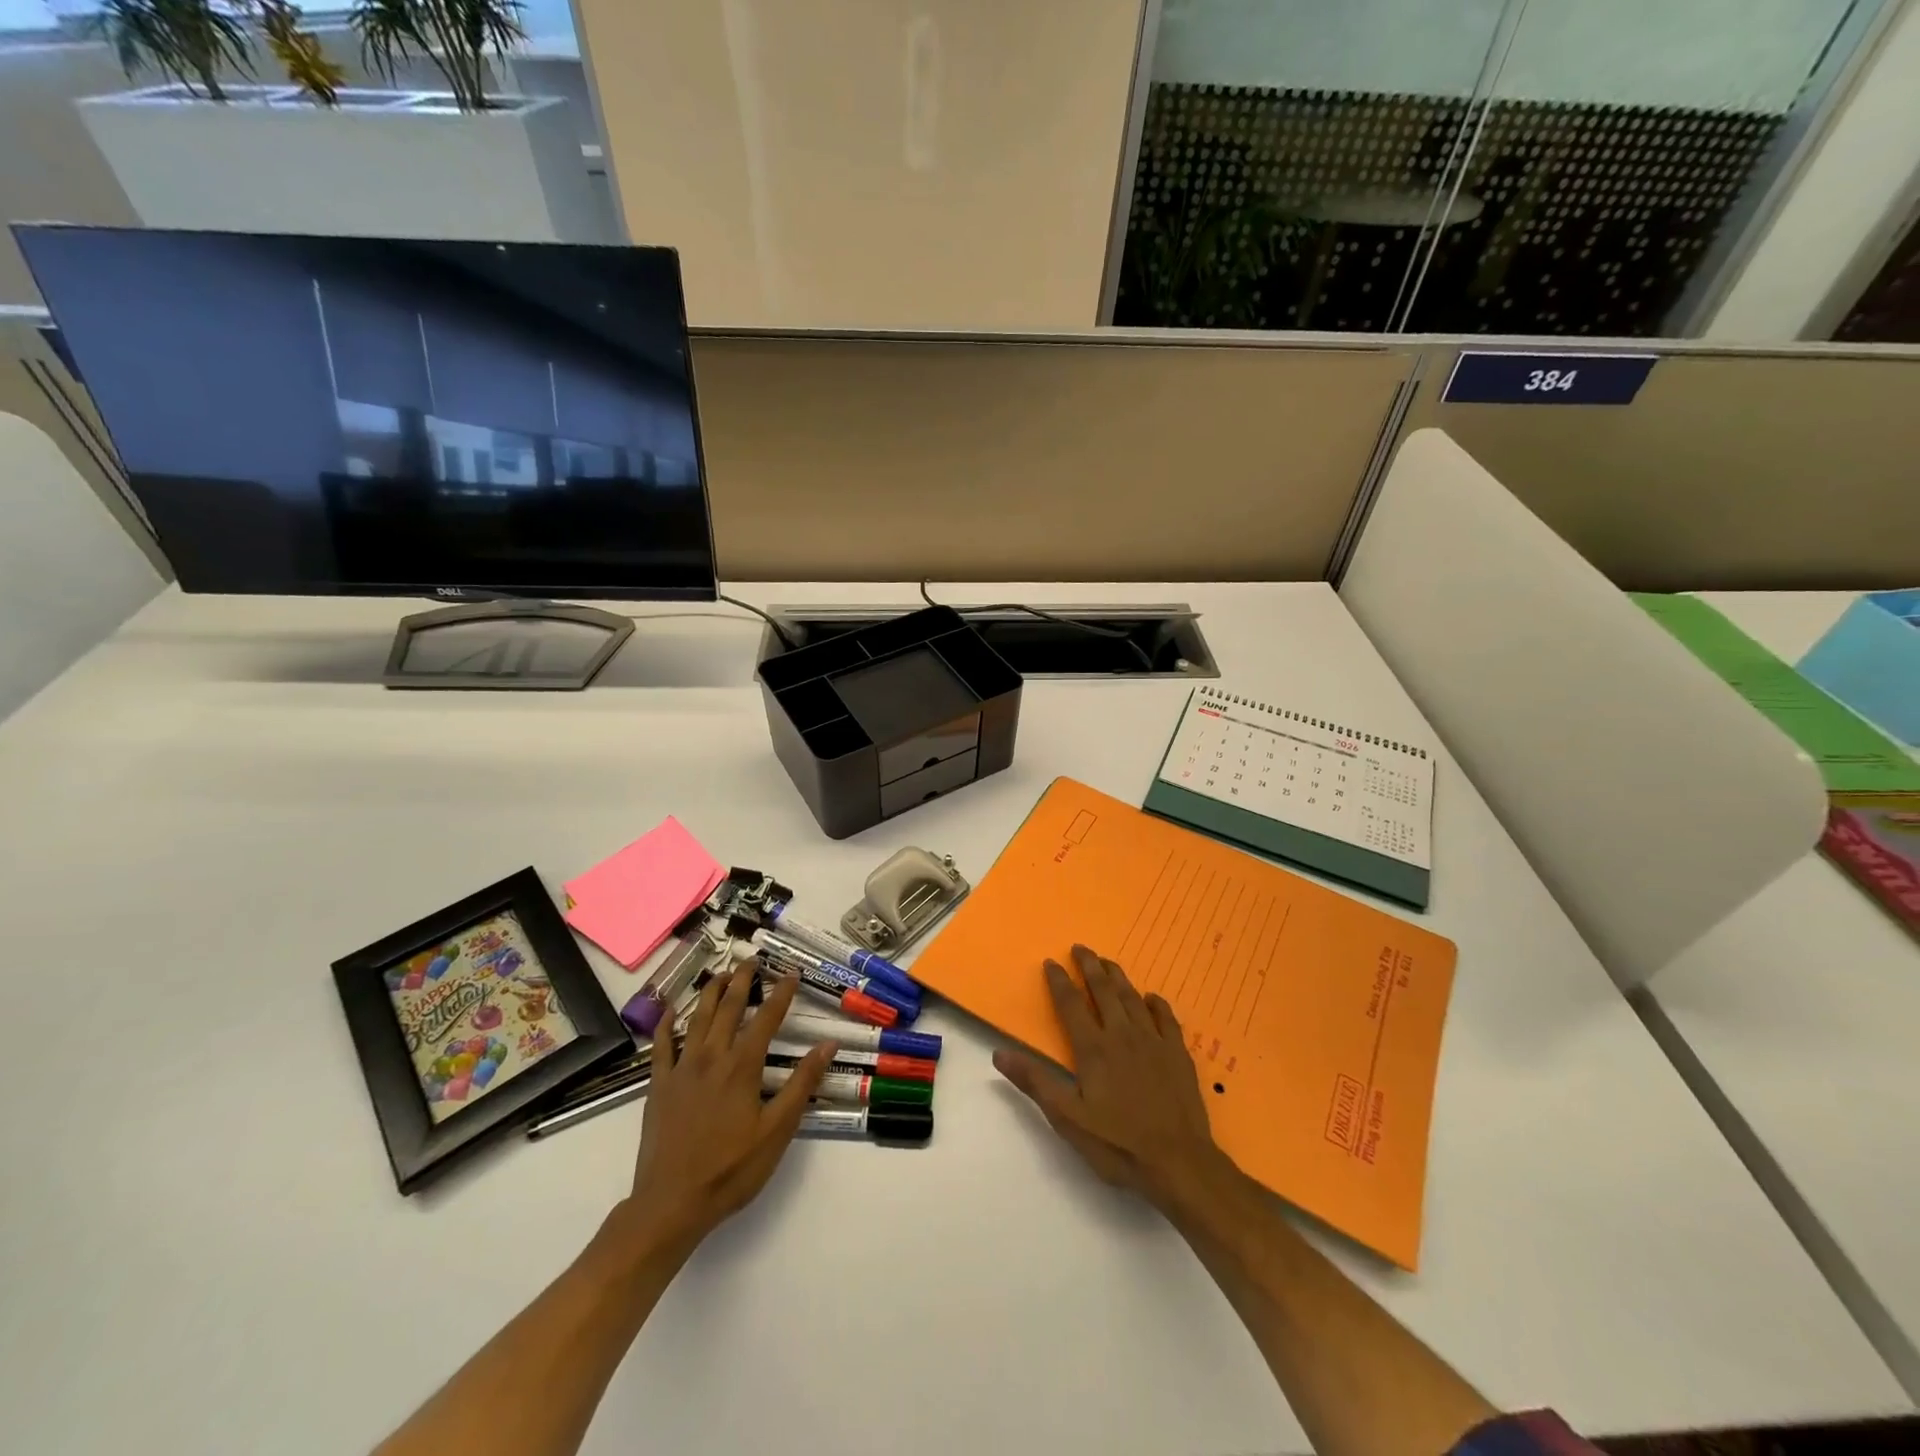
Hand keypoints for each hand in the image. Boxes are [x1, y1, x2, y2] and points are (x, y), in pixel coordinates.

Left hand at [613, 967, 834, 1255]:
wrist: (670, 1204)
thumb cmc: (731, 1170)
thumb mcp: (777, 1131)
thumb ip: (802, 1084)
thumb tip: (827, 1045)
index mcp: (742, 1067)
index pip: (767, 1019)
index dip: (781, 993)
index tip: (791, 973)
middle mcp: (711, 1057)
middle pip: (728, 1007)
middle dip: (742, 980)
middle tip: (752, 960)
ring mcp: (681, 1069)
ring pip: (697, 1018)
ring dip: (710, 991)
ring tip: (721, 973)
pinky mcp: (659, 1086)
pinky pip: (661, 1045)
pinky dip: (667, 1023)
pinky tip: (672, 1009)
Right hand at [994, 944, 1227, 1208]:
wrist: (1179, 1163)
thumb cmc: (1118, 1144)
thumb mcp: (1067, 1118)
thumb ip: (1035, 1082)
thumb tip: (999, 1054)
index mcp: (1093, 1048)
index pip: (1071, 1004)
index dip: (1059, 981)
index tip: (1051, 962)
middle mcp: (1122, 1035)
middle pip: (1104, 991)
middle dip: (1090, 966)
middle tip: (1081, 947)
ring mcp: (1154, 1042)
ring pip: (1133, 998)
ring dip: (1119, 977)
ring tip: (1108, 962)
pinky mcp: (1178, 1054)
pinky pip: (1167, 1018)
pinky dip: (1156, 1004)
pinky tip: (1152, 998)